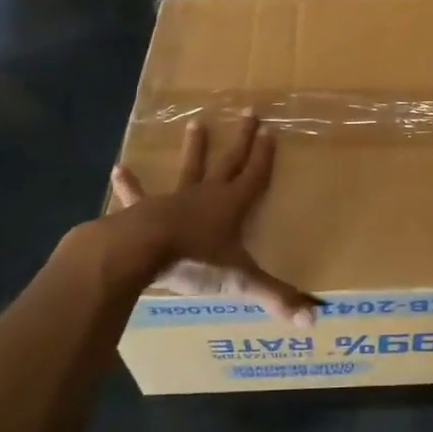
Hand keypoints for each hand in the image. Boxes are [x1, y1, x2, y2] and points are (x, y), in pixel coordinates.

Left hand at [110, 114, 319, 326]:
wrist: (141, 251)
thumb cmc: (195, 260)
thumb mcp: (241, 281)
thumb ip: (276, 297)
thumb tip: (314, 320)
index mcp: (232, 205)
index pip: (255, 176)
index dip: (264, 156)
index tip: (271, 131)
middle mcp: (206, 194)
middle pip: (229, 161)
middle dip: (241, 138)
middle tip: (248, 111)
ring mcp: (174, 199)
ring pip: (189, 168)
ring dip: (194, 148)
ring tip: (195, 123)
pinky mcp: (144, 210)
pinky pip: (136, 195)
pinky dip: (129, 185)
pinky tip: (118, 170)